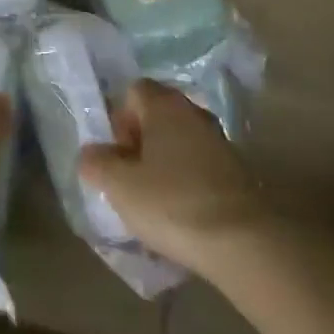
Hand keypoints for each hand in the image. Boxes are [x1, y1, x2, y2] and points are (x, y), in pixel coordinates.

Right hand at [77, 79, 270, 274]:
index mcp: (164, 105)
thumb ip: (98, 164)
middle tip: (130, 178)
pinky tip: (181, 213)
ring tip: (154, 200)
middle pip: (158, 115)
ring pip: (180, 141)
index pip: (134, 91)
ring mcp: (219, 140)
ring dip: (164, 162)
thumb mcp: (120, 187)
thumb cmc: (172, 203)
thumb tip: (90, 154)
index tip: (117, 154)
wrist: (243, 242)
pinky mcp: (237, 171)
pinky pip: (200, 164)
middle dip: (140, 142)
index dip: (119, 118)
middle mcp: (193, 113)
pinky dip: (187, 180)